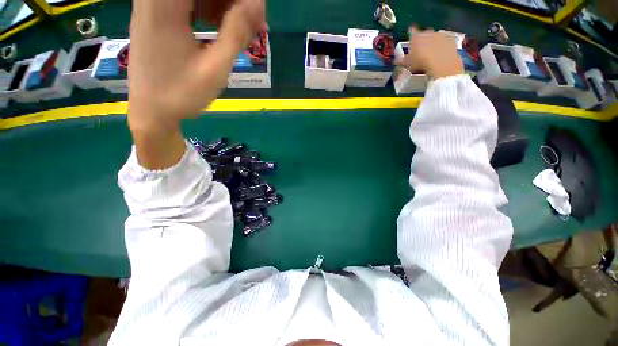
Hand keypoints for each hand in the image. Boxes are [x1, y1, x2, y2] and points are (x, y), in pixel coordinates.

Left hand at [128, 0, 266, 168]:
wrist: (151, 113)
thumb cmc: (182, 94)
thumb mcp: (215, 67)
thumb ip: (236, 32)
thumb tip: (257, 4)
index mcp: (165, 4)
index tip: (257, 14)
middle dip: (232, 3)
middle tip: (253, 25)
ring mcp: (152, 5)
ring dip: (222, 6)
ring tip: (241, 30)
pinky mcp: (154, 16)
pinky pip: (186, 2)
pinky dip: (207, 10)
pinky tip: (219, 27)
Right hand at [395, 27, 463, 78]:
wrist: (441, 63)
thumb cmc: (420, 62)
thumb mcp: (408, 63)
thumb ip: (401, 61)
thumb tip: (395, 61)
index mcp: (416, 36)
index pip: (411, 31)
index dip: (410, 34)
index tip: (410, 38)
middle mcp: (428, 32)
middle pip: (424, 34)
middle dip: (422, 40)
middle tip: (420, 50)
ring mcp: (440, 35)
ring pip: (434, 38)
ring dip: (433, 43)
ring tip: (430, 54)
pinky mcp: (450, 40)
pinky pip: (445, 42)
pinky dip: (443, 47)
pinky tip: (440, 55)